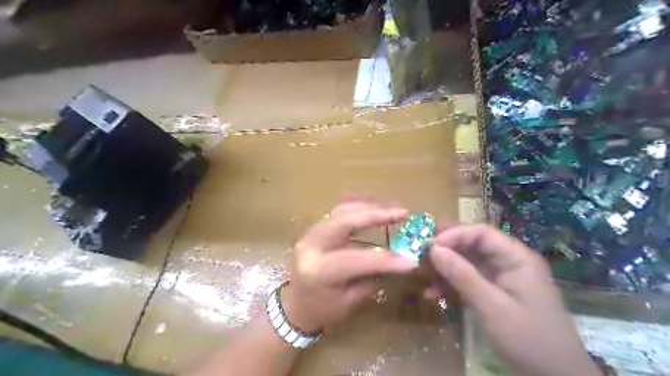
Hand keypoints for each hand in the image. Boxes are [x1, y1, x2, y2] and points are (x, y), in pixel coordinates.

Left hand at [280, 202, 417, 333]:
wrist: (292, 306)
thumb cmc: (320, 311)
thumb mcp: (349, 302)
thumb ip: (372, 278)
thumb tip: (400, 262)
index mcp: (319, 271)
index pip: (357, 259)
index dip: (386, 259)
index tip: (410, 260)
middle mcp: (311, 246)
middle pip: (345, 221)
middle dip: (375, 214)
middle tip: (402, 212)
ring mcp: (309, 234)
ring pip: (341, 211)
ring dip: (368, 208)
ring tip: (391, 209)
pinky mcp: (313, 230)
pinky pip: (337, 212)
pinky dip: (357, 208)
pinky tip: (372, 208)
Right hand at [425, 226, 599, 375]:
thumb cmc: (528, 339)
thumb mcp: (493, 307)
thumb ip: (463, 276)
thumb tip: (434, 249)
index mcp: (516, 258)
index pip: (482, 233)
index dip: (455, 234)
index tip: (431, 245)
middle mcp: (509, 262)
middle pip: (473, 245)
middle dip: (447, 249)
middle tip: (421, 253)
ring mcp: (501, 278)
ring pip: (468, 263)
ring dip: (445, 268)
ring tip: (423, 274)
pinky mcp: (494, 293)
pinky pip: (469, 281)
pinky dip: (451, 285)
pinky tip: (433, 293)